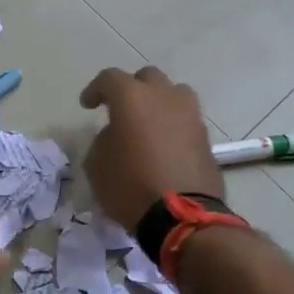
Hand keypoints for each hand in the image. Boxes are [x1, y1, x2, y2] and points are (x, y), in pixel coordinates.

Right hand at [79, 66, 223, 230]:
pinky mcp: (205, 136)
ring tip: (148, 123)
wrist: (182, 216)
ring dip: (159, 102)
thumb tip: (116, 135)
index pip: (110, 79)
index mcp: (132, 98)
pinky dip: (173, 124)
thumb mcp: (97, 165)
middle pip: (147, 78)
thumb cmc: (130, 187)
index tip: (87, 105)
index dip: (95, 90)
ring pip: (173, 93)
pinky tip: (164, 144)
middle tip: (120, 110)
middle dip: (131, 89)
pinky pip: (185, 119)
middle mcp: (164, 96)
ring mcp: (190, 114)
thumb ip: (103, 140)